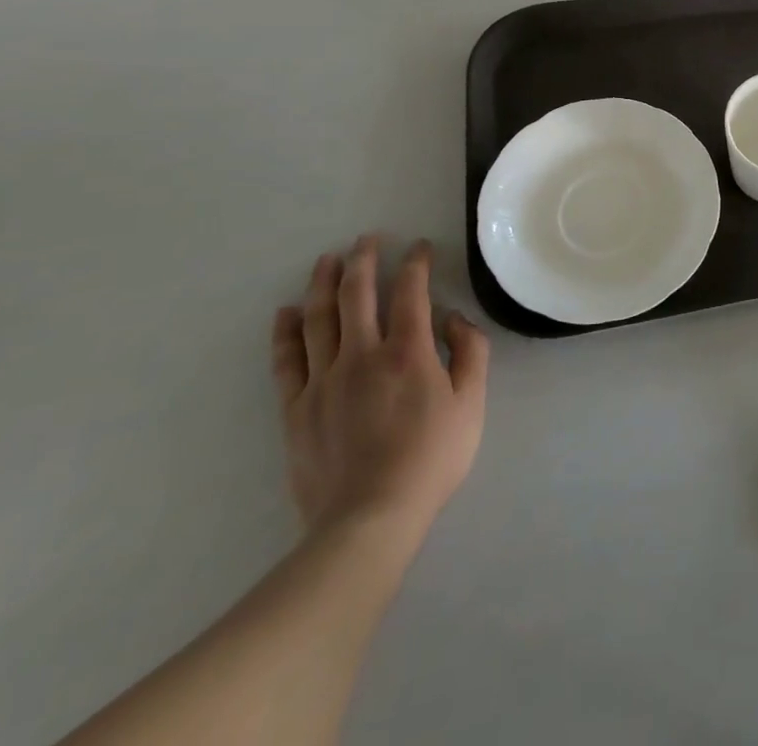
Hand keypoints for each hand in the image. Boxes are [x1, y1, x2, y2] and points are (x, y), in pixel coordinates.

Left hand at [270, 237, 489, 549]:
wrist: (369, 519)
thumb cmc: (431, 458)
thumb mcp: (472, 404)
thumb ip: (470, 352)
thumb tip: (453, 318)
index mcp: (408, 351)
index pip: (411, 291)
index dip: (416, 263)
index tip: (419, 247)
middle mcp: (362, 354)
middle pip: (357, 294)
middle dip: (364, 260)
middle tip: (367, 238)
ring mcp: (324, 379)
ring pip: (319, 318)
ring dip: (323, 283)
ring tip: (327, 259)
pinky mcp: (297, 407)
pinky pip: (287, 359)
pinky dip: (285, 331)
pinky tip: (286, 312)